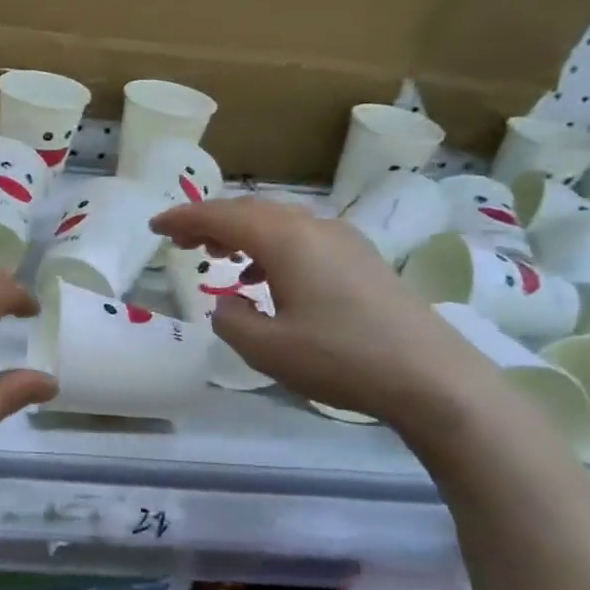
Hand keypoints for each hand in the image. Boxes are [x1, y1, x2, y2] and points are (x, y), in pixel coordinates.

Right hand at [152, 197, 501, 426]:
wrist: (433, 378)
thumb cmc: (342, 359)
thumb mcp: (266, 349)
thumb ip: (230, 319)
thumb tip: (229, 301)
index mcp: (286, 240)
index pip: (221, 216)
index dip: (183, 218)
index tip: (155, 228)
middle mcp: (314, 227)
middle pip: (250, 211)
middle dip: (210, 222)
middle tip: (180, 242)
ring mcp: (344, 240)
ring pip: (278, 222)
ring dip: (241, 233)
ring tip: (217, 256)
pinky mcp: (362, 259)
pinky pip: (302, 238)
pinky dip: (270, 247)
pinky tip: (266, 278)